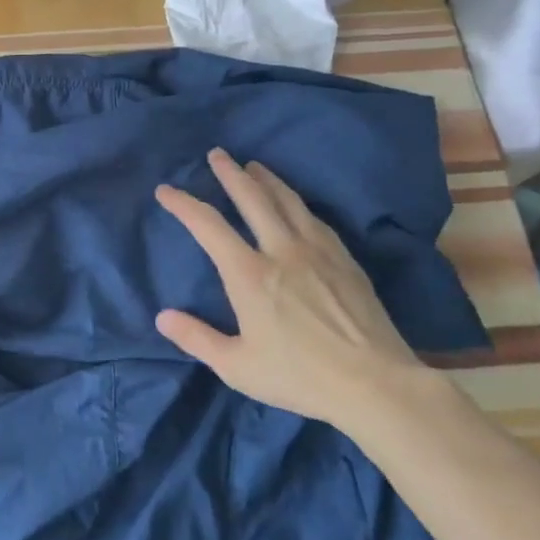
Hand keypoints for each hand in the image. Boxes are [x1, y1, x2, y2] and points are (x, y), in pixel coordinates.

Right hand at [154, 149, 427, 432]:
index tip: (165, 190)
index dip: (183, 204)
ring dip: (266, 179)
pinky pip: (315, 219)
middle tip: (217, 154)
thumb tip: (162, 317)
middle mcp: (281, 251)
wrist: (376, 384)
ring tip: (254, 166)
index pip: (208, 226)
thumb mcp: (237, 367)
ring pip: (287, 201)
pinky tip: (296, 203)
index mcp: (249, 274)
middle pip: (252, 198)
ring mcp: (317, 251)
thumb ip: (197, 338)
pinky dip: (296, 202)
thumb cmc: (300, 377)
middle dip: (230, 173)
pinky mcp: (345, 260)